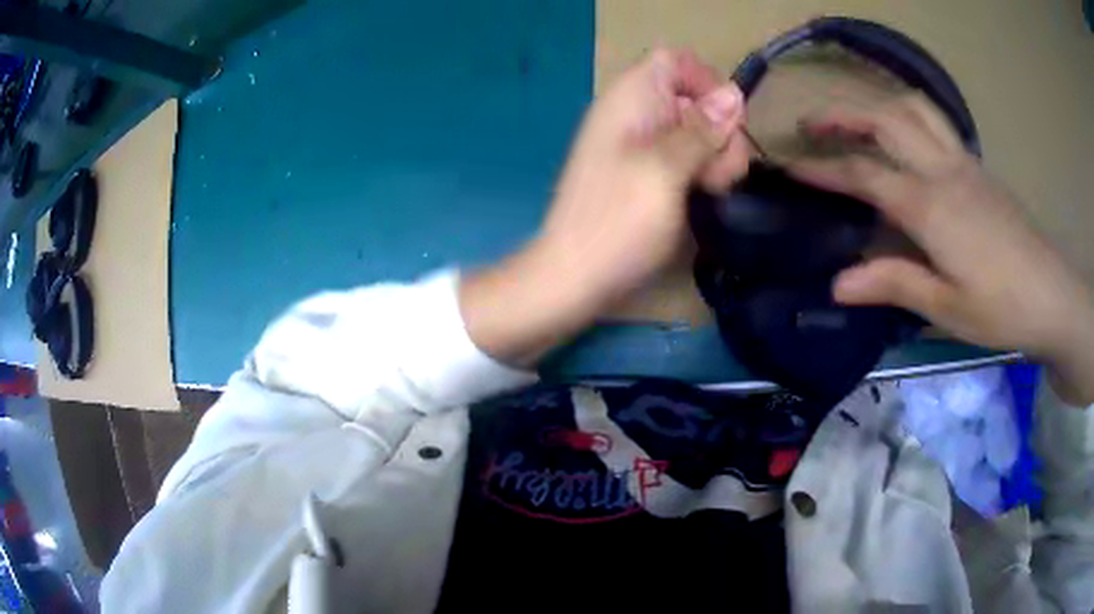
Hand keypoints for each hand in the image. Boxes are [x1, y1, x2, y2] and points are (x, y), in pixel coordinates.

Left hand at [461, 49, 749, 365]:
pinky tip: (706, 197)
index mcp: (630, 99)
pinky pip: (687, 158)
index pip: (676, 62)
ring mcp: (642, 146)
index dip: (707, 83)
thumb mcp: (665, 170)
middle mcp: (636, 114)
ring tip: (713, 190)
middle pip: (695, 99)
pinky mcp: (649, 174)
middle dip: (720, 131)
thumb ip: (701, 130)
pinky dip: (703, 172)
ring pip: (698, 132)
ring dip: (717, 157)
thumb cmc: (616, 222)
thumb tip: (734, 93)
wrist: (574, 277)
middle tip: (722, 173)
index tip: (727, 123)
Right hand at [790, 95, 1093, 403]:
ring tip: (857, 120)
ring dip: (877, 105)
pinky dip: (908, 117)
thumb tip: (837, 283)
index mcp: (930, 206)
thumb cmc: (1001, 308)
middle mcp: (943, 170)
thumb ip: (893, 284)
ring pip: (914, 108)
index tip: (789, 166)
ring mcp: (963, 162)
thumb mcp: (946, 307)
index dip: (822, 168)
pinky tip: (905, 141)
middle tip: (811, 125)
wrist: (1052, 294)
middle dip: (843, 115)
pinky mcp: (978, 167)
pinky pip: (936, 124)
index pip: (865, 174)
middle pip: (885, 119)